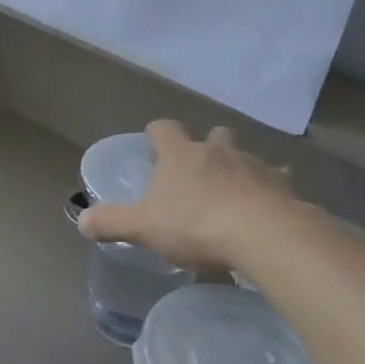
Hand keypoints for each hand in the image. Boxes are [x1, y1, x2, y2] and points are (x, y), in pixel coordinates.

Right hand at [77, 121, 294, 271]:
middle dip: (206, 145)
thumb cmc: (195, 224)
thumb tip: (82, 221)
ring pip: (245, 155)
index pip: (164, 128)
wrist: (262, 234)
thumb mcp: (144, 227)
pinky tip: (269, 206)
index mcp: (180, 154)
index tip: (154, 144)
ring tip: (235, 192)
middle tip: (199, 170)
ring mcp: (253, 164)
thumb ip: (113, 222)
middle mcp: (217, 150)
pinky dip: (272, 187)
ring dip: (239, 167)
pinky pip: (277, 179)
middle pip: (212, 134)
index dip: (157, 134)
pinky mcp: (282, 184)